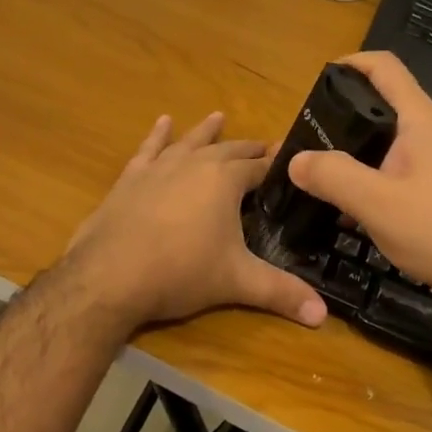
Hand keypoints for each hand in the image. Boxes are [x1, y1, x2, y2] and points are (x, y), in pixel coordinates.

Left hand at [63, 112, 327, 337]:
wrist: (109, 274)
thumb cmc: (180, 273)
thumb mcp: (237, 282)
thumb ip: (280, 293)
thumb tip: (322, 315)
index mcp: (226, 180)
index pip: (260, 167)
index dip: (278, 165)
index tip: (294, 161)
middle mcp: (195, 164)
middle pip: (229, 150)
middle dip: (248, 149)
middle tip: (264, 147)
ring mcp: (160, 167)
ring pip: (190, 142)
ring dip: (206, 131)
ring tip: (218, 116)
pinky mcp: (131, 177)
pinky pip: (149, 148)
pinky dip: (157, 135)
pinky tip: (163, 122)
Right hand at [287, 52, 431, 315]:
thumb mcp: (377, 204)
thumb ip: (333, 177)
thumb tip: (295, 160)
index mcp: (419, 120)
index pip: (383, 66)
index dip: (349, 62)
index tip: (317, 82)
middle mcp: (430, 132)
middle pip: (381, 102)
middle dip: (341, 113)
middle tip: (308, 137)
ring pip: (386, 141)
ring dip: (353, 151)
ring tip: (320, 175)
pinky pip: (395, 169)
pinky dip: (369, 178)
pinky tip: (349, 209)